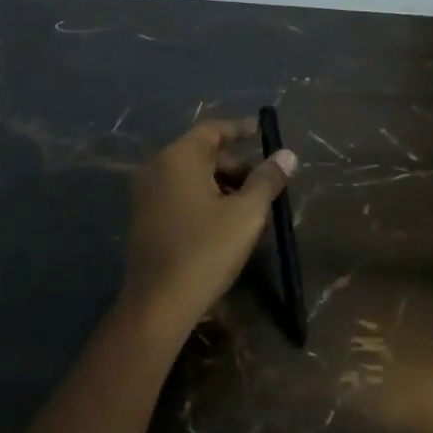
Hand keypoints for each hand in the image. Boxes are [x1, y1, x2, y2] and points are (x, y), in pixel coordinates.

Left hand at [121, 116, 297, 338]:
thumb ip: (267, 180)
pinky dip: (205, 200)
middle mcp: (157, 169)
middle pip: (203, 154)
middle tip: (266, 185)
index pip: (212, 129)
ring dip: (223, 186)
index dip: (239, 128)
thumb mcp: (246, 214)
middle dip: (237, 166)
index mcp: (179, 158)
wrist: (158, 304)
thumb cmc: (206, 251)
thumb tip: (286, 154)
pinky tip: (226, 225)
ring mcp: (147, 195)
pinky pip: (180, 196)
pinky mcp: (145, 219)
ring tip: (252, 211)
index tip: (261, 132)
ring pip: (192, 178)